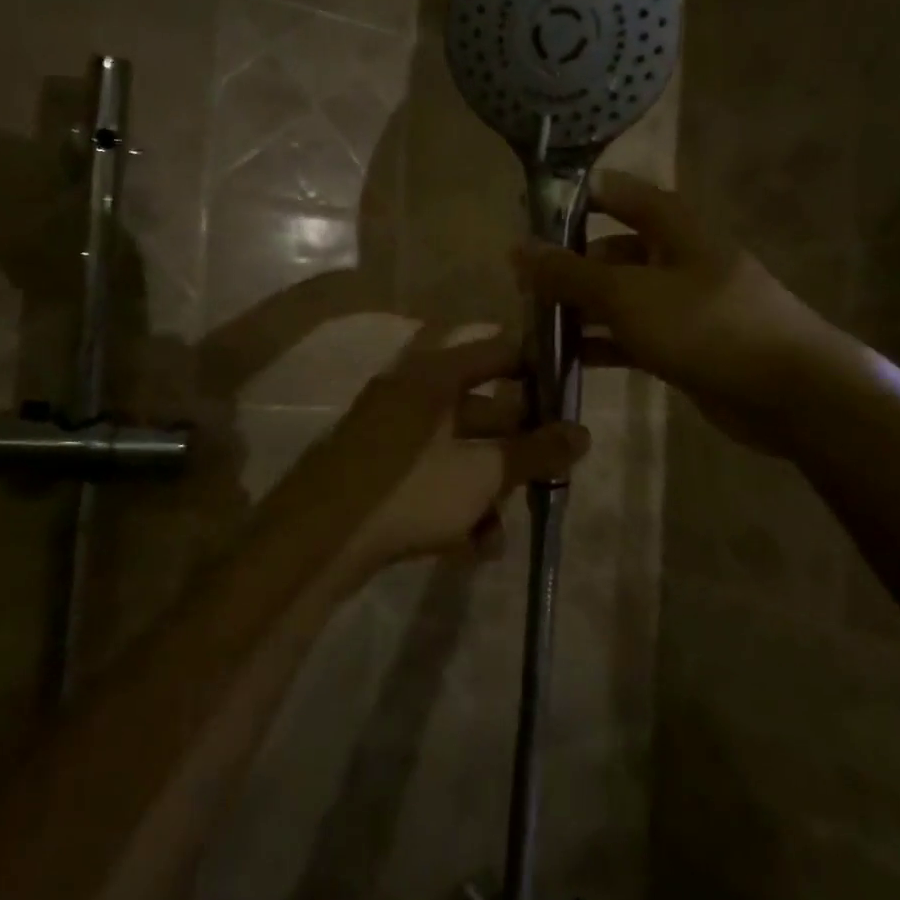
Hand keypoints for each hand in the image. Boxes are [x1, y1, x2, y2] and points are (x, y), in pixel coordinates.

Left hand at [278, 331, 591, 591]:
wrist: (316, 544)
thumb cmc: (409, 491)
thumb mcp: (482, 473)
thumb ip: (535, 452)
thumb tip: (583, 434)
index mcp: (433, 377)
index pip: (498, 352)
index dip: (538, 369)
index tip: (570, 397)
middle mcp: (410, 396)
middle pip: (482, 409)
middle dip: (517, 448)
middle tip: (550, 475)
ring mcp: (389, 436)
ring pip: (459, 452)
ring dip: (488, 489)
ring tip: (501, 533)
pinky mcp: (377, 474)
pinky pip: (431, 478)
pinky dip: (456, 505)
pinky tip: (474, 547)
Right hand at [517, 171, 851, 454]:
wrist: (788, 391)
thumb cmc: (706, 325)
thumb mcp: (628, 294)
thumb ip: (570, 273)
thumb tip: (518, 248)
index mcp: (672, 227)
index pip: (618, 194)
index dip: (576, 198)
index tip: (531, 215)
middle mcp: (677, 258)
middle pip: (613, 251)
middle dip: (570, 265)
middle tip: (523, 287)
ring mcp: (683, 305)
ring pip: (620, 298)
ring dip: (582, 310)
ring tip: (534, 326)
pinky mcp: (685, 346)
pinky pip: (633, 337)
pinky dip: (603, 344)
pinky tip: (567, 360)